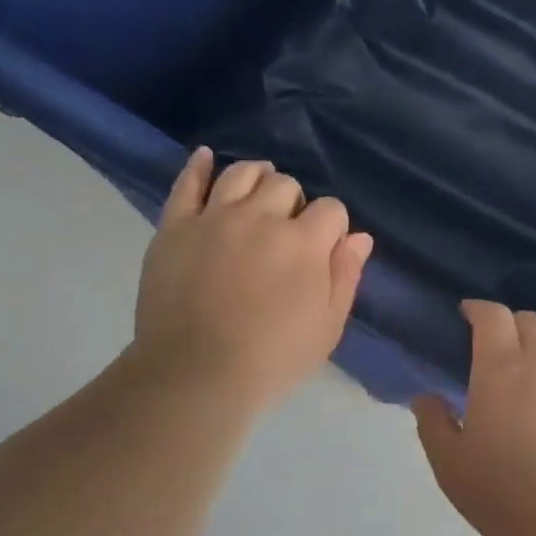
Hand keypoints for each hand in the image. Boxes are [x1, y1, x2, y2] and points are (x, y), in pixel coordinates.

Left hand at [134, 148, 372, 411]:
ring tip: (257, 195)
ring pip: (242, 174)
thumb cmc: (271, 360)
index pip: (331, 209)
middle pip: (286, 185)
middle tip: (286, 235)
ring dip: (258, 178)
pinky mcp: (175, 226)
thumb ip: (345, 276)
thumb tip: (359, 236)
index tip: (323, 251)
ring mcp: (214, 218)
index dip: (332, 227)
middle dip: (295, 204)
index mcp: (303, 242)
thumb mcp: (326, 328)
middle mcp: (260, 218)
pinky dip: (199, 166)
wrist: (194, 376)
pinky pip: (187, 184)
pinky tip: (206, 158)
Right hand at [412, 300, 535, 535]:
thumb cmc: (510, 498)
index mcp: (501, 367)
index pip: (491, 315)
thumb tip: (426, 397)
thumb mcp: (451, 467)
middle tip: (500, 348)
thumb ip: (432, 424)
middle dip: (510, 325)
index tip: (467, 316)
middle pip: (530, 320)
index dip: (477, 309)